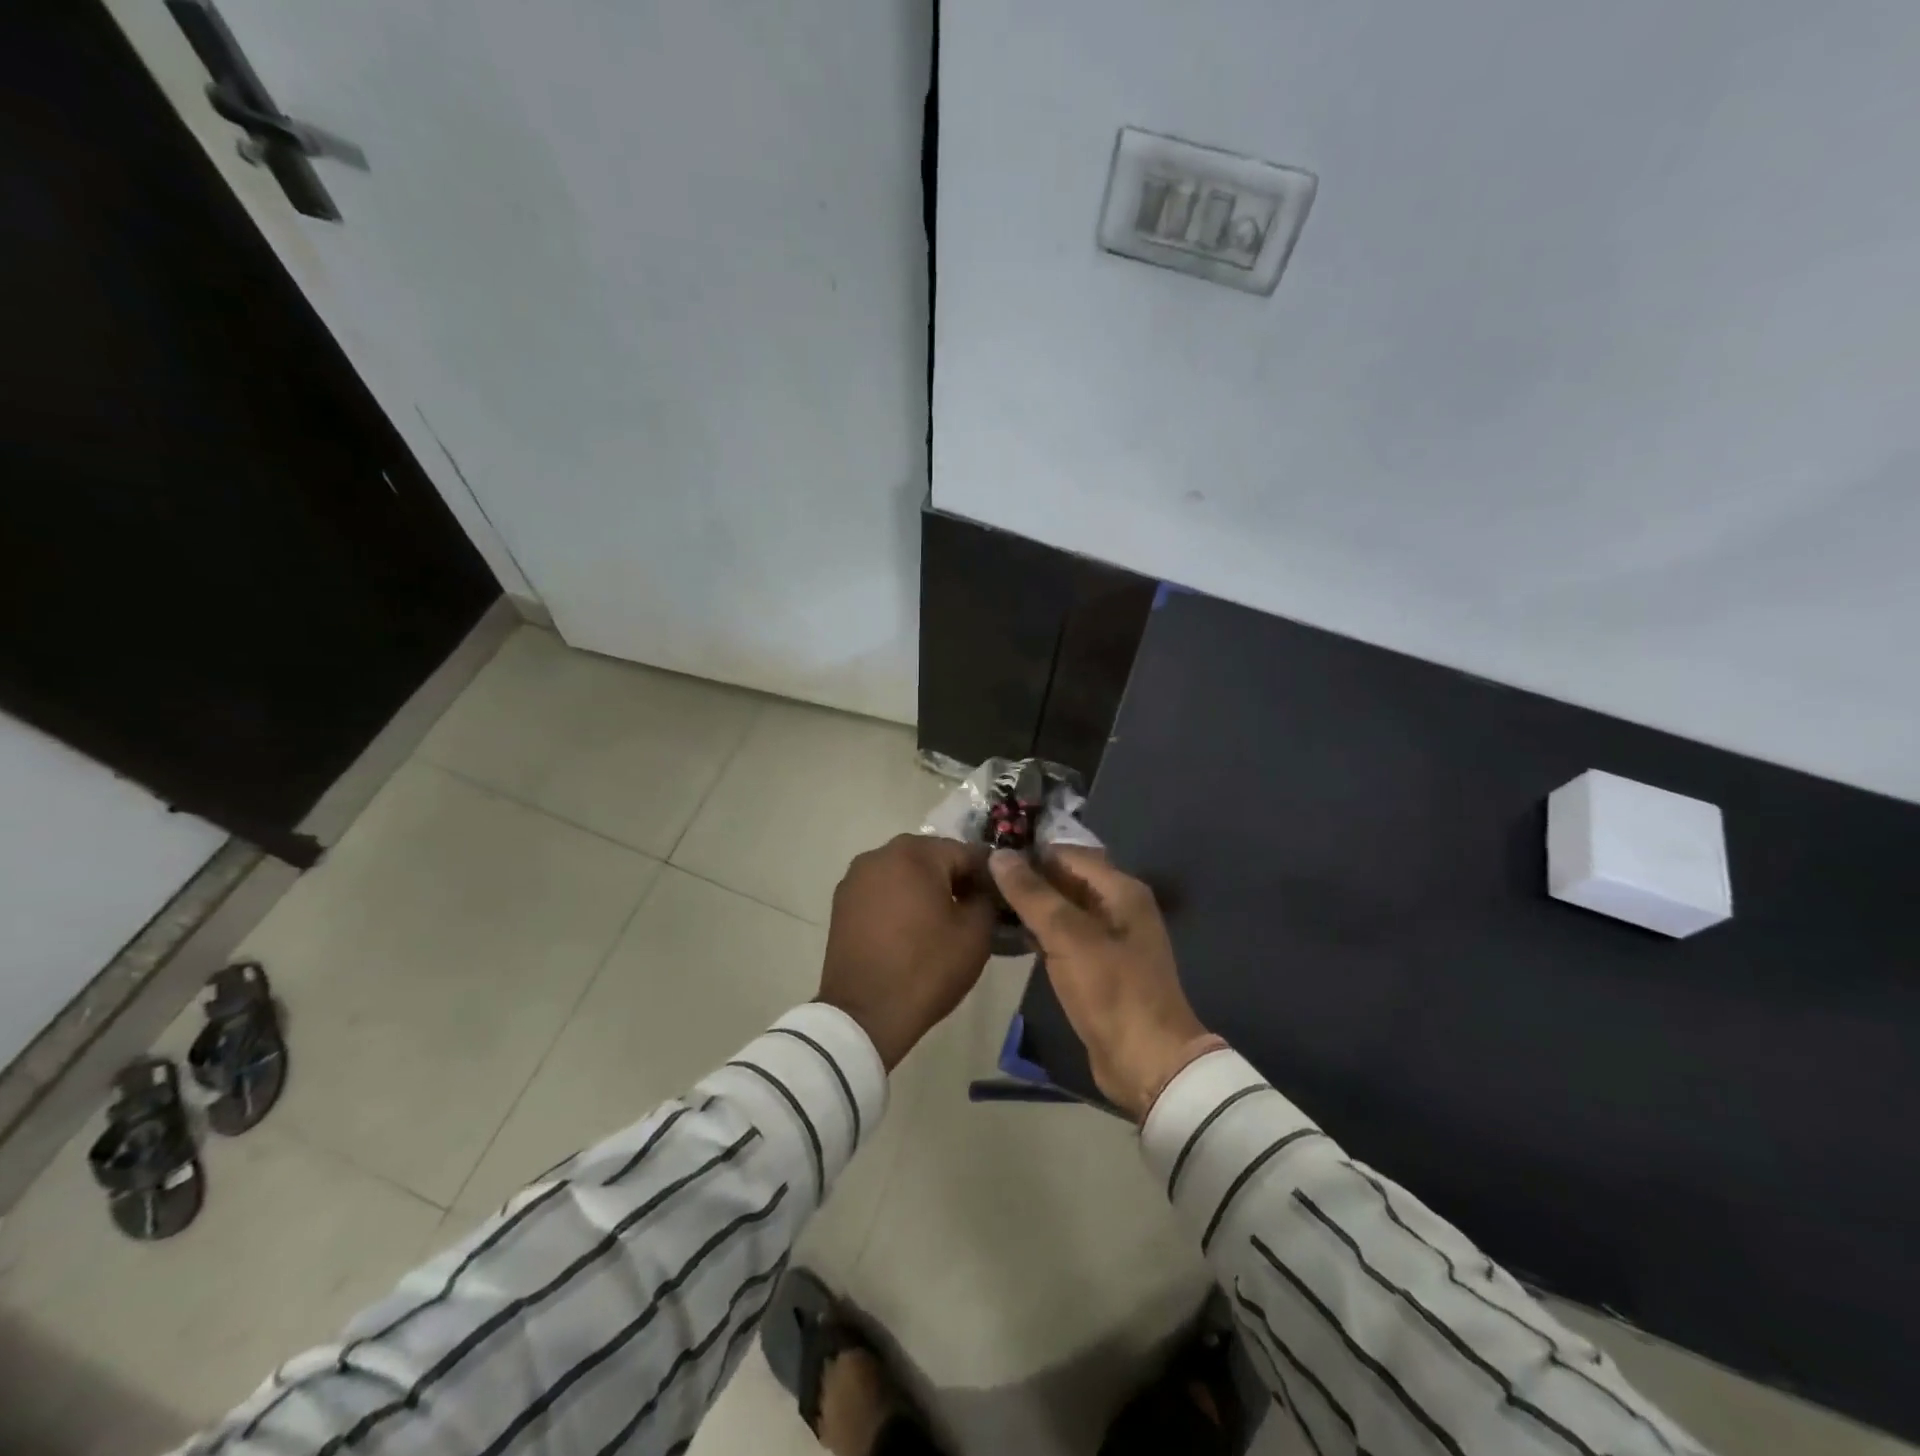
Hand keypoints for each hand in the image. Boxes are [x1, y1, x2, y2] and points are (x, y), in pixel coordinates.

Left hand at [818, 834, 996, 1068]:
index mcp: (915, 853)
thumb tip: (981, 890)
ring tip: (940, 922)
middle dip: (954, 879)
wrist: (865, 1014)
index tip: (999, 899)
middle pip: (931, 858)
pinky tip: (910, 930)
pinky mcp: (842, 902)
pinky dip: (899, 902)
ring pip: (904, 873)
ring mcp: (856, 877)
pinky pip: (882, 891)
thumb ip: (985, 898)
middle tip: (972, 911)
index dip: (987, 875)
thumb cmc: (927, 968)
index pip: (966, 852)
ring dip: (924, 889)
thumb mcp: (975, 933)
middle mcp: (880, 854)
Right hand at [990, 846, 1208, 1120]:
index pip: (1067, 854)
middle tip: (980, 880)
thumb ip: (1033, 894)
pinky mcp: (1098, 968)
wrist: (1147, 1063)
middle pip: (1066, 880)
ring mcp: (1109, 939)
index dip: (1030, 853)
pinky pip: (1064, 938)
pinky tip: (1009, 935)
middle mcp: (1118, 907)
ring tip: (986, 903)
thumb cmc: (1111, 991)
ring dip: (1030, 906)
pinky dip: (1040, 933)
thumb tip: (1000, 855)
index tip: (988, 856)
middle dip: (1027, 879)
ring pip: (1062, 910)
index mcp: (1121, 890)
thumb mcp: (1068, 937)